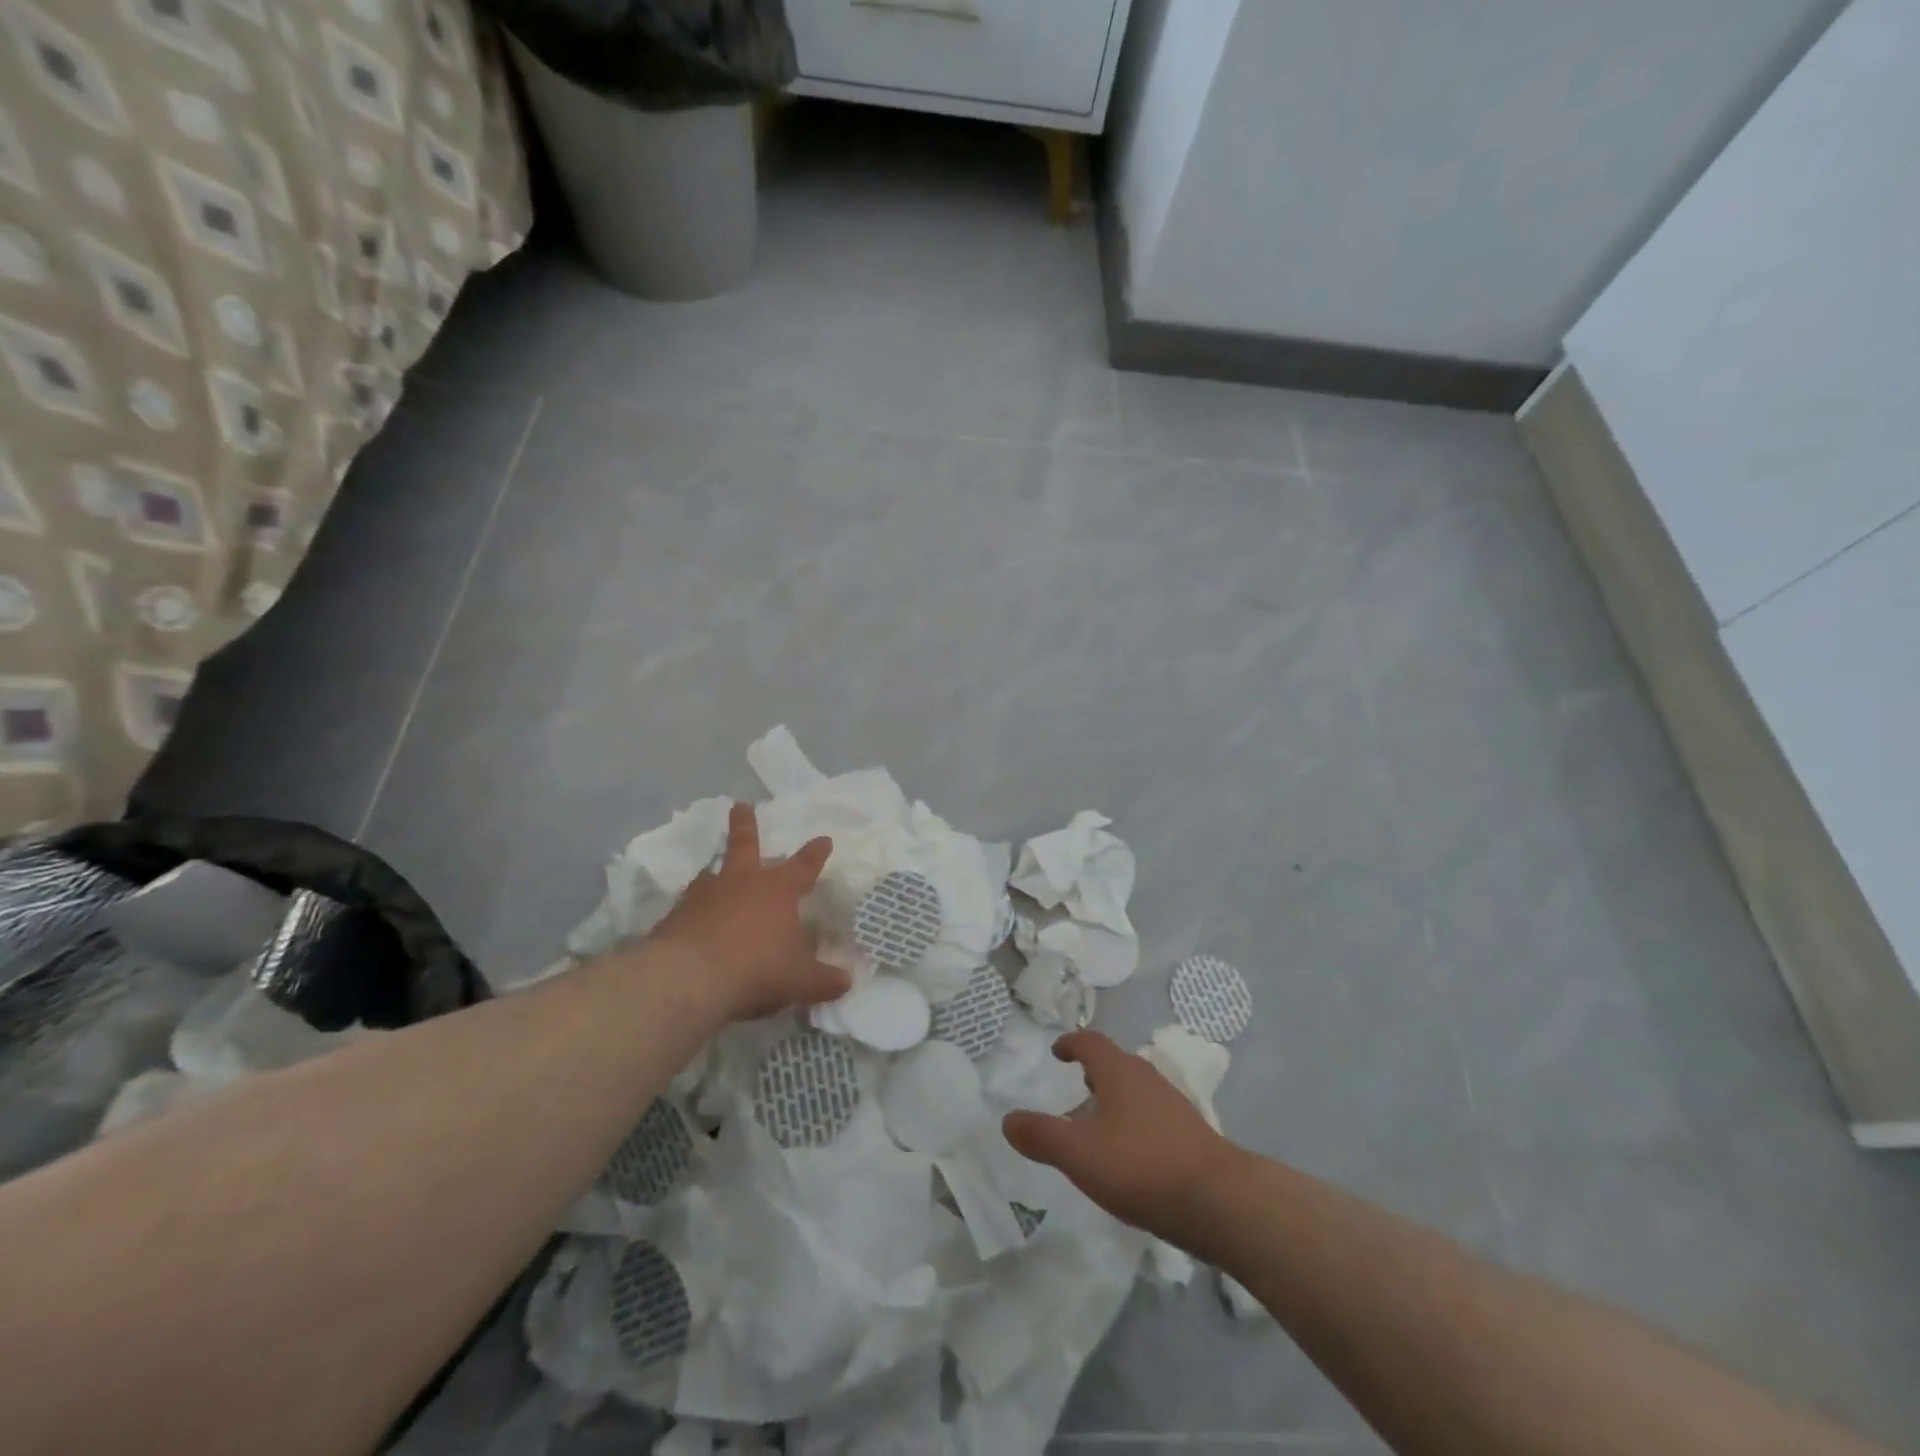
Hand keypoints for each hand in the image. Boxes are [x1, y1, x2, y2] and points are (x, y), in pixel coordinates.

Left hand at [646, 803, 850, 1023]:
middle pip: (745, 844)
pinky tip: (695, 923)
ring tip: (713, 874)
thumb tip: (846, 982)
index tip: (824, 840)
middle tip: (741, 805)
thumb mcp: (800, 980)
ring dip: (716, 873)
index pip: (804, 866)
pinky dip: (696, 911)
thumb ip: (824, 981)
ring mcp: (704, 896)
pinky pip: (690, 907)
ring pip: (712, 875)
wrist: (689, 980)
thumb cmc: (757, 968)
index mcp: (778, 890)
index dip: (815, 853)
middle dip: (746, 824)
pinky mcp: (676, 917)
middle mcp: (741, 883)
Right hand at [1004, 1030, 1237, 1237]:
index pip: (1091, 1042)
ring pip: (1135, 1091)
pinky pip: (1152, 1116)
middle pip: (1115, 1064)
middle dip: (1093, 1072)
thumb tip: (1007, 1120)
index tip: (1057, 1052)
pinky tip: (1130, 1156)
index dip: (1071, 1043)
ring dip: (1114, 1099)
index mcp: (1119, 1072)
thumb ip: (1041, 1136)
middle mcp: (1147, 1079)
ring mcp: (1173, 1106)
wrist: (1220, 1201)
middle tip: (1074, 1086)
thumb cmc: (1142, 1166)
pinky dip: (1133, 1123)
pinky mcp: (1190, 1135)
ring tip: (1097, 1124)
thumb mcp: (1079, 1154)